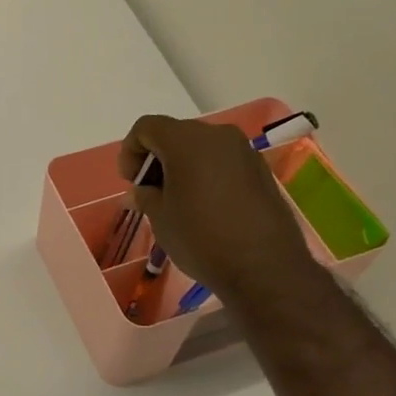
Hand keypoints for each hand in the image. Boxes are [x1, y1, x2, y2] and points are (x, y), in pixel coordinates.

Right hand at [117, 114, 321, 303]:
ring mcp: (244, 151)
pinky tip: (205, 206)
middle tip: (151, 193)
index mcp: (186, 141)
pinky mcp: (261, 170)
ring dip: (182, 167)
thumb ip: (146, 196)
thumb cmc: (201, 238)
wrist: (265, 268)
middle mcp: (217, 135)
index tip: (132, 182)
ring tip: (178, 202)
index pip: (146, 127)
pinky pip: (223, 162)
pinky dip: (206, 174)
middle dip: (157, 159)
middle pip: (175, 134)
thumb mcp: (161, 218)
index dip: (130, 151)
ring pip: (201, 148)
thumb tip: (140, 191)